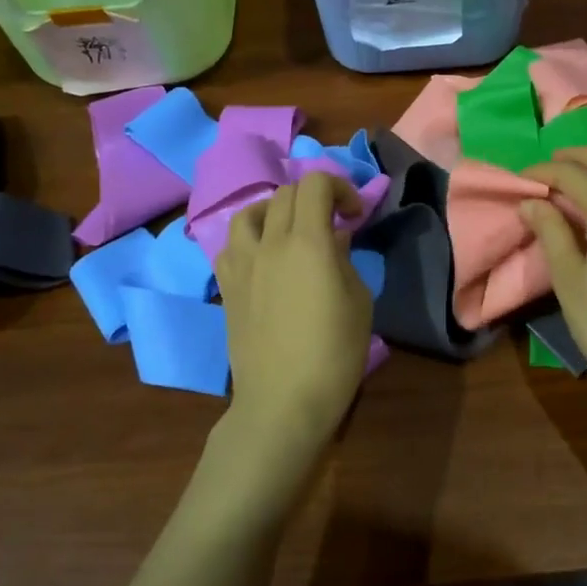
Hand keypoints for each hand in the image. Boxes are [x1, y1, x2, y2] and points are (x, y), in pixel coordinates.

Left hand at [215, 173, 373, 467]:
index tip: (355, 214)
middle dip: (315, 197)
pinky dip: (250, 240)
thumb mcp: (359, 302)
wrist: (283, 401)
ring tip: (290, 231)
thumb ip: (345, 260)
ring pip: (250, 213)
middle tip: (333, 222)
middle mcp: (270, 243)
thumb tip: (334, 238)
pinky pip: (231, 246)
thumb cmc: (333, 353)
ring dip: (275, 211)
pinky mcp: (227, 287)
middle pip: (286, 193)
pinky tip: (263, 259)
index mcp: (308, 242)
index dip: (340, 188)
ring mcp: (242, 264)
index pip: (316, 184)